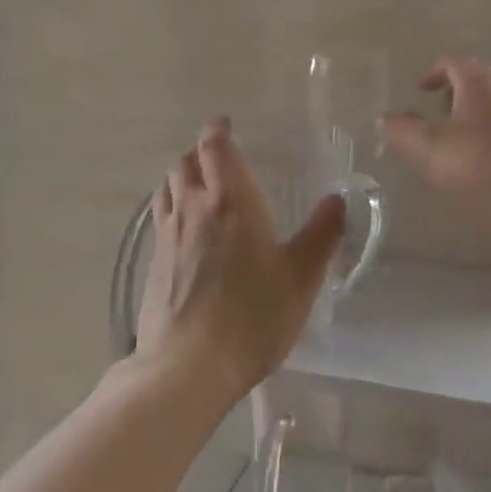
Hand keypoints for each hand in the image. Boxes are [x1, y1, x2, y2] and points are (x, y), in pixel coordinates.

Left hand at [135, 118, 346, 402]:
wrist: (187, 368)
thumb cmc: (253, 317)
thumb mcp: (301, 278)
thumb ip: (322, 235)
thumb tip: (337, 199)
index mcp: (232, 202)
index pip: (216, 148)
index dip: (217, 131)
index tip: (224, 123)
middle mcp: (193, 209)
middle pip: (185, 164)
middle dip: (200, 153)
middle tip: (218, 157)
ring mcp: (167, 236)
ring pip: (167, 188)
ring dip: (182, 178)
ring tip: (199, 187)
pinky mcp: (152, 264)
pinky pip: (160, 219)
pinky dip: (171, 209)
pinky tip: (186, 232)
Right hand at [380, 55, 490, 212]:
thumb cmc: (484, 162)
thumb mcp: (432, 149)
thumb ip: (404, 132)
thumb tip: (385, 119)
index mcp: (478, 81)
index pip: (452, 61)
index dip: (433, 72)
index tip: (421, 90)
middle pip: (477, 77)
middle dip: (454, 92)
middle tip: (438, 113)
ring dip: (475, 112)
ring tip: (460, 138)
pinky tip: (488, 158)